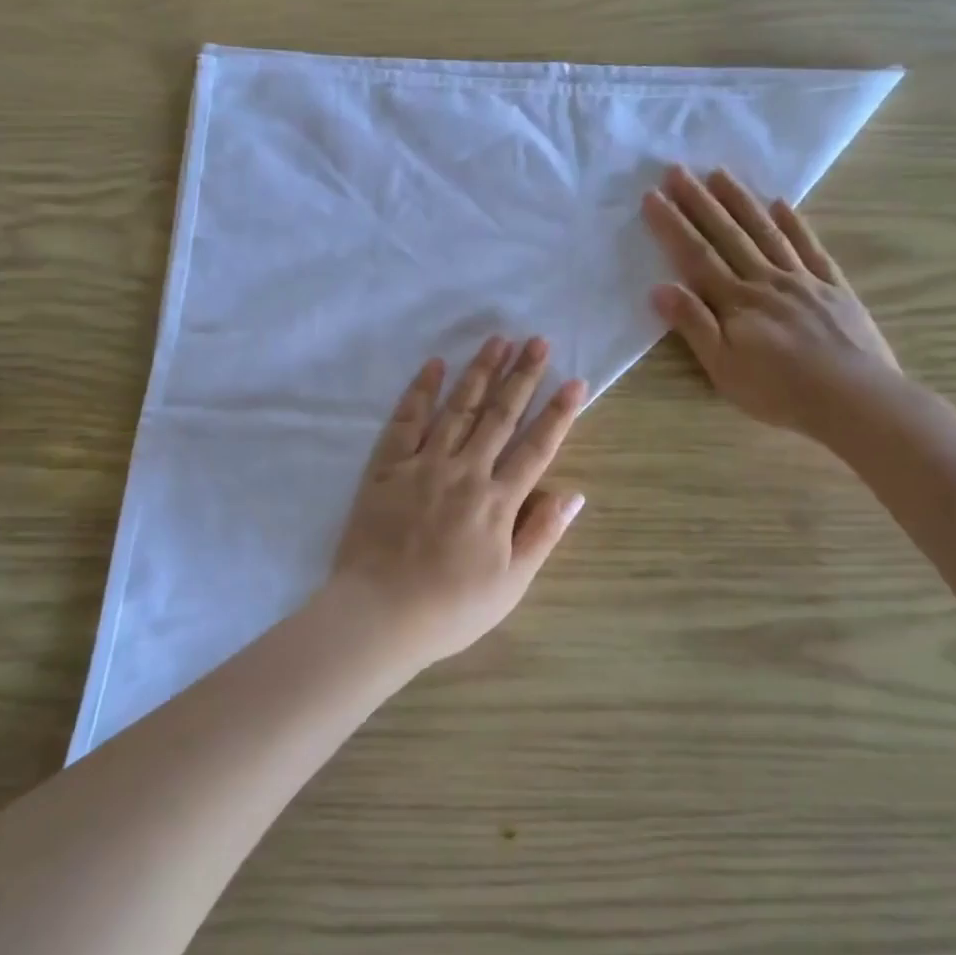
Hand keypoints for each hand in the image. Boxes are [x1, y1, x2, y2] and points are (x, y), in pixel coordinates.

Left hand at [326, 336, 586, 665]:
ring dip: (479, 372)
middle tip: (537, 341)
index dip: (559, 413)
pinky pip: (405, 421)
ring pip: (458, 409)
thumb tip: (574, 492)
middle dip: (522, 376)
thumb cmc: (450, 608)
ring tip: (498, 340)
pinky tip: (435, 365)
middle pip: (499, 416)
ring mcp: (424, 465)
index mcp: (498, 501)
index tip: (575, 381)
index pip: (536, 447)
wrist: (379, 615)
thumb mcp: (510, 584)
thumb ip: (541, 534)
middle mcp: (465, 472)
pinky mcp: (387, 467)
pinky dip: (421, 391)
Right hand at [642, 165, 902, 442]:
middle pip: (727, 235)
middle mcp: (766, 281)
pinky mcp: (833, 287)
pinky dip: (794, 224)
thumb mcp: (724, 369)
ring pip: (765, 232)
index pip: (695, 256)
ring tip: (720, 173)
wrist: (856, 400)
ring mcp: (802, 280)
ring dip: (740, 201)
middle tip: (678, 170)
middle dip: (699, 202)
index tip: (653, 196)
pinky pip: (810, 248)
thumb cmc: (780, 392)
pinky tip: (781, 204)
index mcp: (736, 302)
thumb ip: (694, 326)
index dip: (672, 225)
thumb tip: (660, 288)